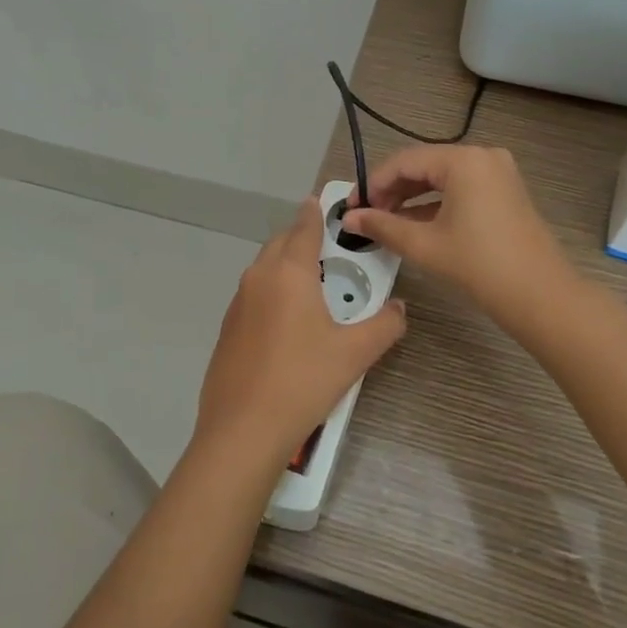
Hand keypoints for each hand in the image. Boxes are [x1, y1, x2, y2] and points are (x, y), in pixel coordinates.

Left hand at [194, 198, 405, 477]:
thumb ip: (384, 325)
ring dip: (287, 266)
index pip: (304, 227)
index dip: (316, 211)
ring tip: (314, 287)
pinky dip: (272, 292)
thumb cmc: (303, 381)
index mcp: (289, 273)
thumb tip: (398, 309)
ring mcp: (238, 302)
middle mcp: (259, 278)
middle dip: (303, 238)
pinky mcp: (228, 327)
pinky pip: (254, 294)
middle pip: (281, 243)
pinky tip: (288, 322)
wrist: (243, 428)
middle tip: (331, 250)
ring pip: (265, 268)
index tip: (324, 199)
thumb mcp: (355, 354)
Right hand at [342, 145, 569, 320]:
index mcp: (463, 160)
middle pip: (423, 166)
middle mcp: (482, 156)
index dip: (373, 183)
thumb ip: (382, 226)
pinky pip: (460, 189)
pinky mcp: (505, 191)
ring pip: (441, 178)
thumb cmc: (478, 265)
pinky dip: (435, 204)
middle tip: (366, 217)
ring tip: (385, 223)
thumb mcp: (424, 244)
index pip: (404, 161)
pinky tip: (413, 225)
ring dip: (411, 198)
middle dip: (392, 191)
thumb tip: (348, 219)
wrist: (540, 295)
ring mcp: (498, 173)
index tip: (352, 208)